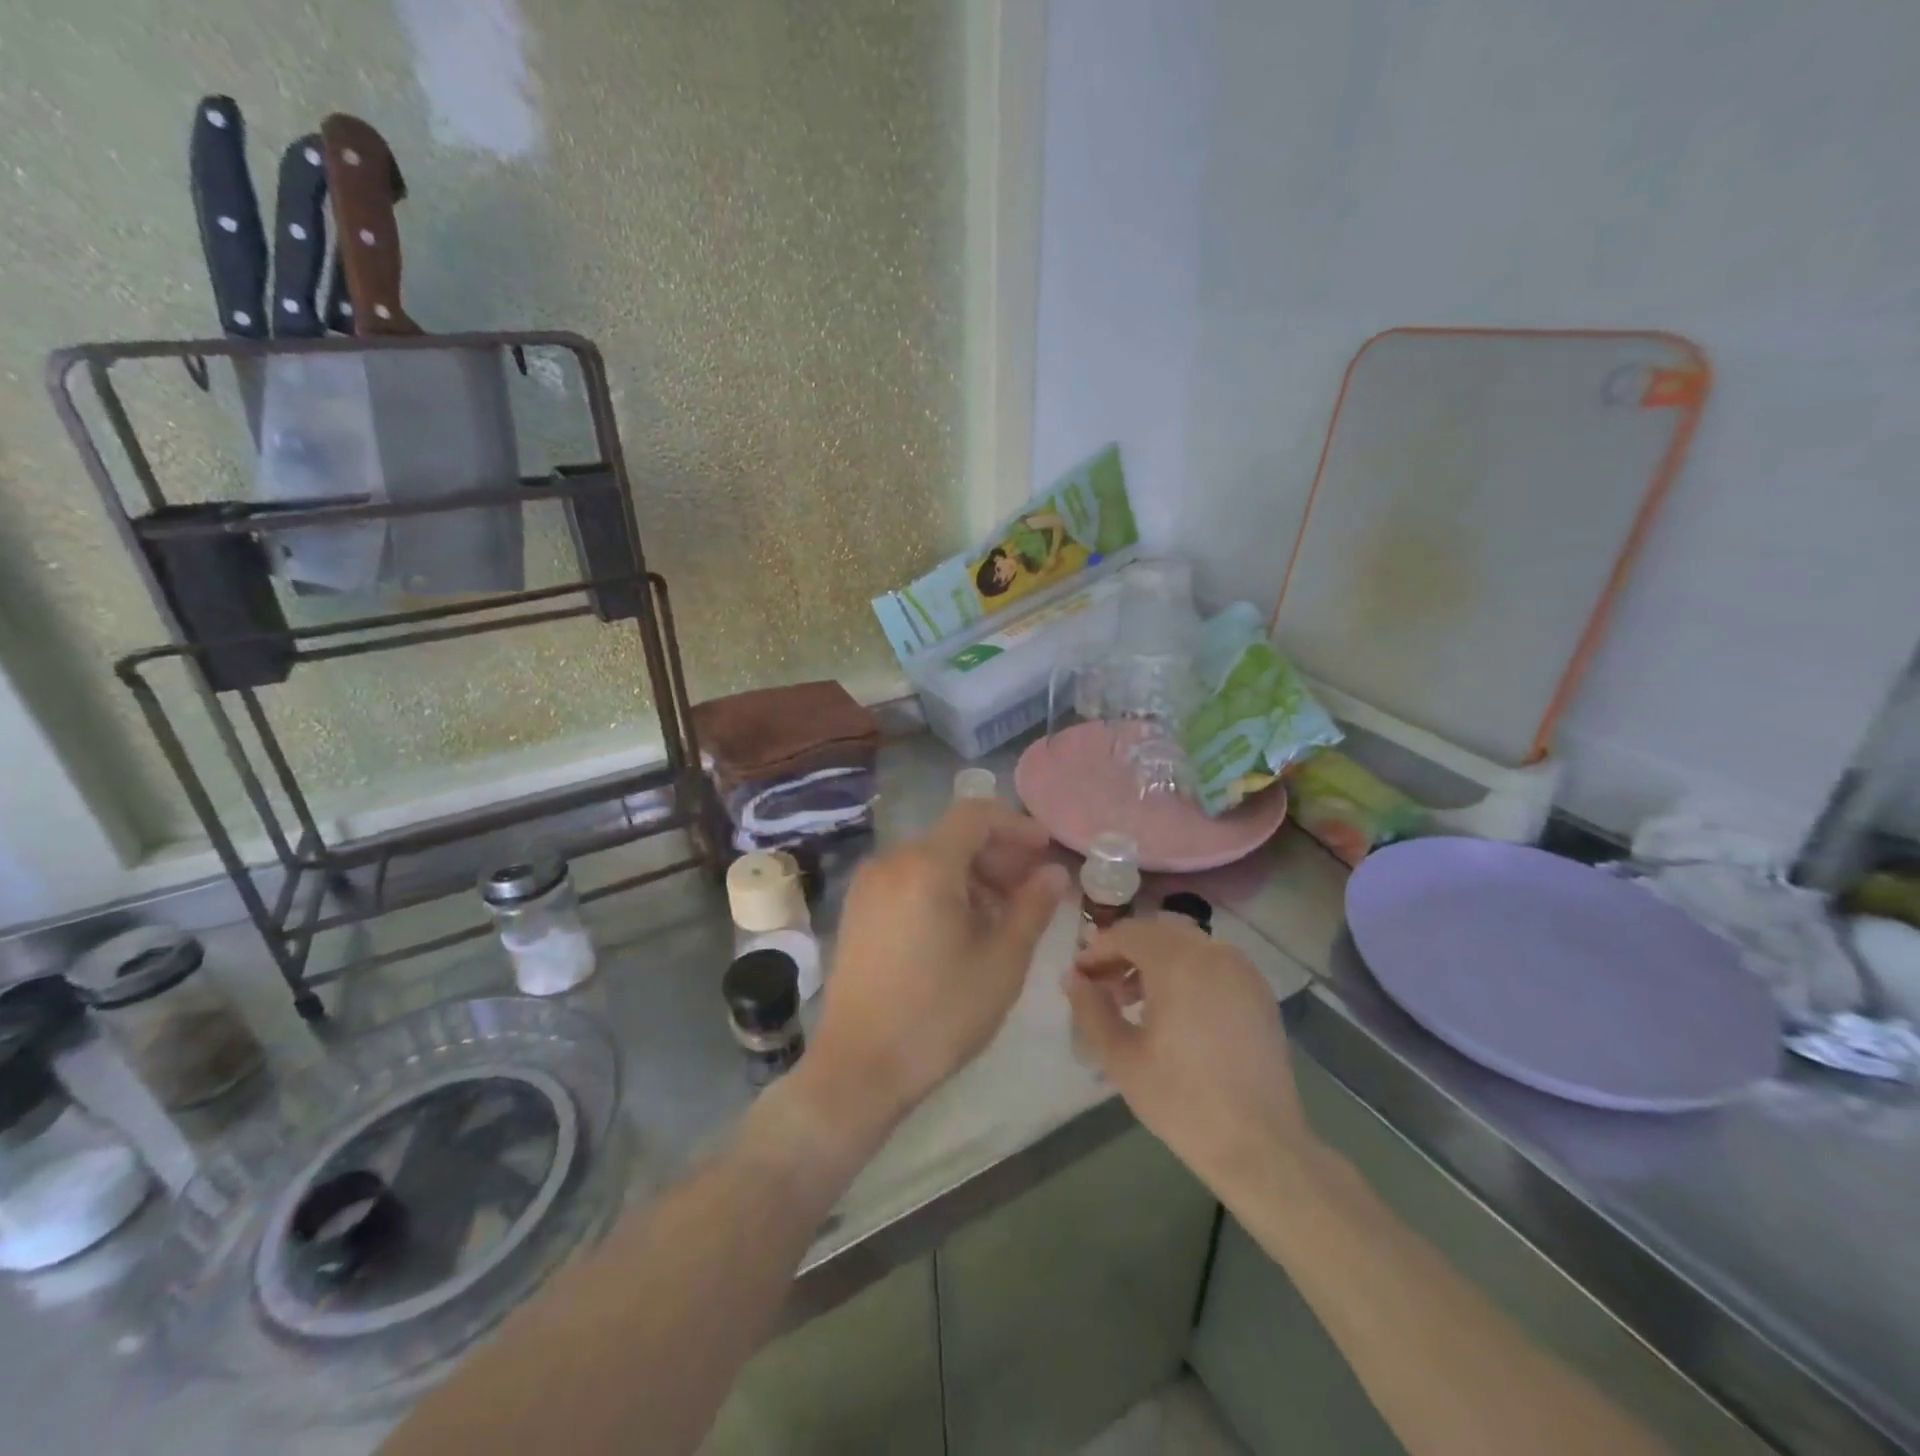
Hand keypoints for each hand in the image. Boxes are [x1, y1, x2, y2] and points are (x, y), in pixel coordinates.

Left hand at [801, 800, 1069, 1141]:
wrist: (858, 1068)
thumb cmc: (939, 1014)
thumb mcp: (1001, 962)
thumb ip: (1032, 907)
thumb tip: (1053, 872)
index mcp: (926, 865)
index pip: (976, 814)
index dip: (1016, 825)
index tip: (1045, 850)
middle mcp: (891, 862)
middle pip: (953, 837)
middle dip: (998, 854)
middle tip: (1032, 889)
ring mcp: (868, 886)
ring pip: (931, 859)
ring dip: (972, 874)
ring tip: (1001, 916)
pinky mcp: (857, 911)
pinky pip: (908, 880)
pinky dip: (941, 888)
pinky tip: (960, 929)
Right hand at [1067, 916, 1312, 1194]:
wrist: (1259, 1145)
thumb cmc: (1181, 1100)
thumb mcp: (1120, 1056)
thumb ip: (1090, 1008)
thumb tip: (1073, 977)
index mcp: (1178, 962)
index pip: (1127, 933)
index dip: (1097, 949)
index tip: (1078, 974)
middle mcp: (1213, 953)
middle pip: (1157, 932)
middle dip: (1125, 950)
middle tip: (1102, 984)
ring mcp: (1241, 970)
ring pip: (1186, 944)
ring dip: (1155, 958)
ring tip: (1132, 999)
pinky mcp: (1258, 991)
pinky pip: (1212, 962)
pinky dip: (1186, 969)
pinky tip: (1173, 1008)